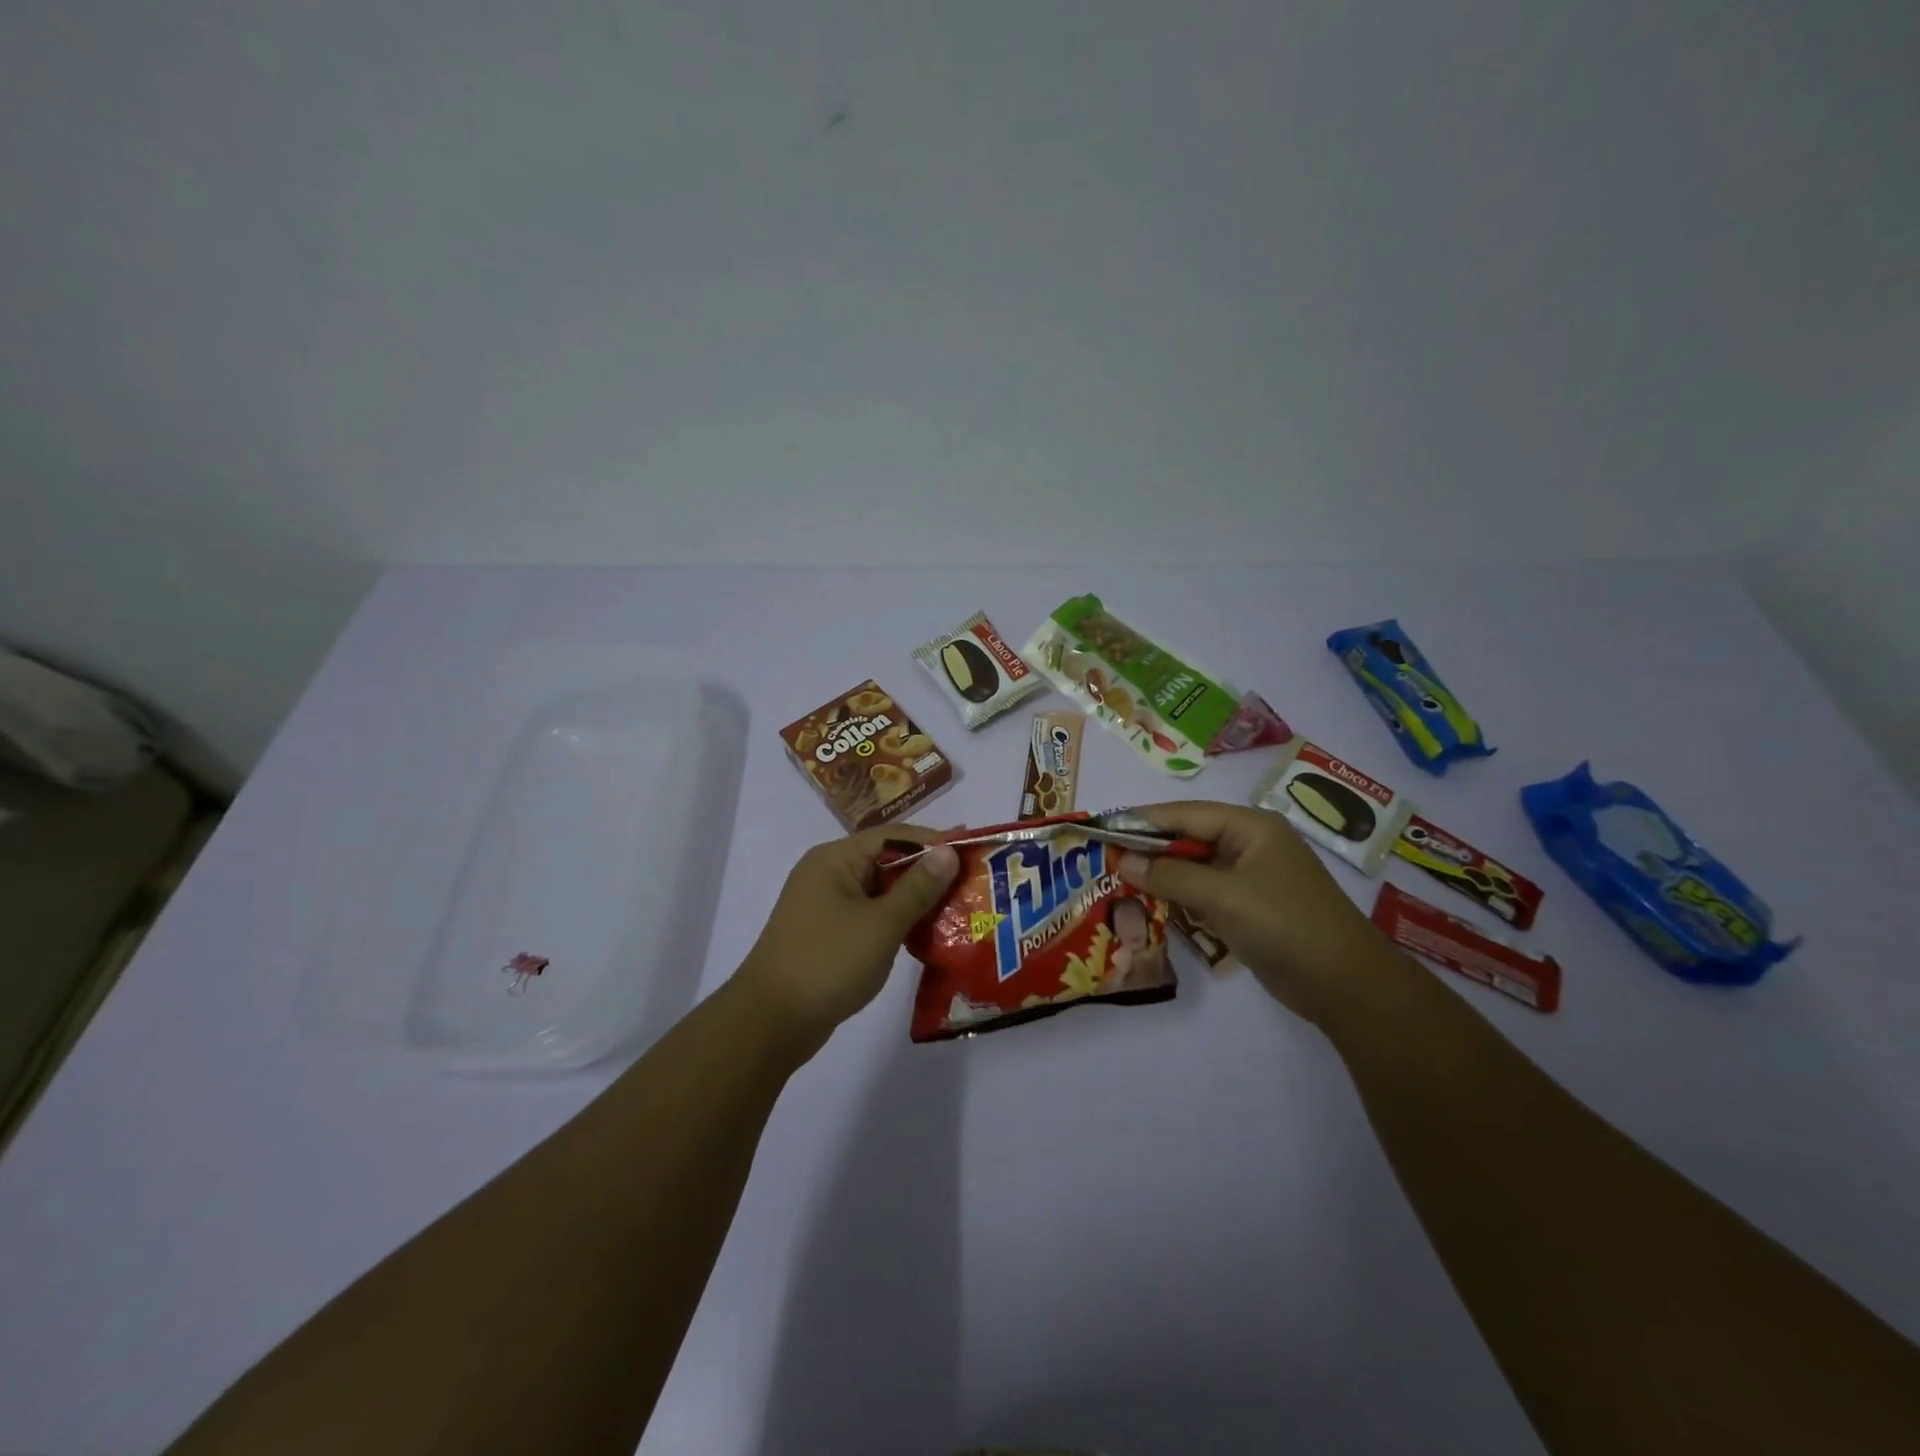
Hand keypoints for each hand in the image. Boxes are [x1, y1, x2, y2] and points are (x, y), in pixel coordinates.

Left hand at [733, 826, 960, 1057]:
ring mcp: (823, 906)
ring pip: (878, 893)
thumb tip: (948, 851)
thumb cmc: (828, 962)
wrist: (770, 1023)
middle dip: (927, 875)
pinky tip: (923, 937)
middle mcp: (827, 874)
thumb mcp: (881, 924)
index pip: (894, 837)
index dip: (933, 843)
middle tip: (969, 887)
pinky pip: (868, 917)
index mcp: (835, 859)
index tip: (971, 855)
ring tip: (955, 913)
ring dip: (913, 902)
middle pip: (886, 862)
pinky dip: (894, 923)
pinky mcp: (825, 935)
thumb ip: (918, 887)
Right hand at [1115, 801, 1416, 1028]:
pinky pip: (1204, 891)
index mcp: (1250, 827)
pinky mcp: (1249, 907)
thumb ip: (1169, 876)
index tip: (1102, 828)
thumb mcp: (1222, 895)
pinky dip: (1178, 895)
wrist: (1345, 984)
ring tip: (1117, 878)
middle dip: (1148, 848)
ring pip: (1194, 867)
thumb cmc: (1284, 924)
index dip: (1142, 821)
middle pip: (1188, 838)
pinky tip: (1150, 902)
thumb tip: (1121, 859)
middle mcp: (1249, 844)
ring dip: (1161, 874)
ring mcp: (1251, 877)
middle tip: (1104, 857)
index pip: (1184, 814)